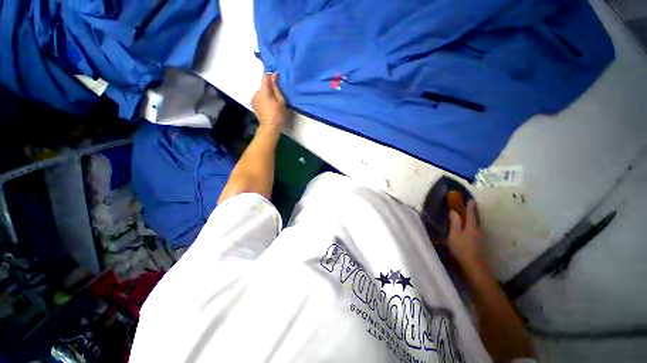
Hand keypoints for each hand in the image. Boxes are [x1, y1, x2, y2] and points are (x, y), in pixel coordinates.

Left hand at [252, 73, 288, 125]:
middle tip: (278, 94)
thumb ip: (276, 87)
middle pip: (263, 86)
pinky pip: (259, 97)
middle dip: (270, 87)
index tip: (278, 79)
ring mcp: (253, 99)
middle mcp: (256, 93)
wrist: (270, 127)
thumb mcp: (280, 101)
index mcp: (263, 91)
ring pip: (261, 92)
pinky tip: (268, 105)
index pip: (265, 77)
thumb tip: (274, 75)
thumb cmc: (278, 115)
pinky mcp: (253, 104)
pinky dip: (263, 98)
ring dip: (266, 93)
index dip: (271, 76)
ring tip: (273, 101)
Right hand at [448, 200, 486, 266]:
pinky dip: (470, 230)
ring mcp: (480, 238)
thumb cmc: (462, 248)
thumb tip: (454, 212)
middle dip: (471, 214)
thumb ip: (454, 223)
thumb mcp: (454, 234)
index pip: (470, 214)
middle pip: (475, 220)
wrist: (475, 266)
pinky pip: (474, 233)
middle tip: (467, 209)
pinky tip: (467, 233)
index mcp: (471, 227)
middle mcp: (478, 231)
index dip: (470, 207)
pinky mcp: (480, 245)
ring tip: (465, 220)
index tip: (471, 199)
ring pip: (475, 227)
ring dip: (471, 222)